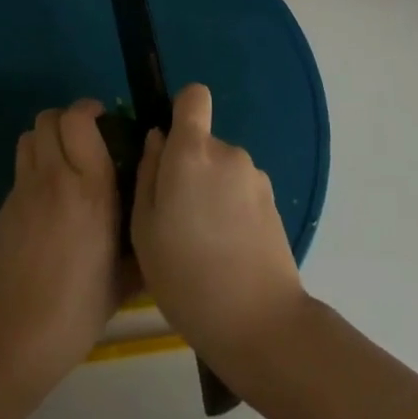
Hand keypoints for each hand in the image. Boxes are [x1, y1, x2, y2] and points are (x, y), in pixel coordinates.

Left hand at [0, 100, 127, 383]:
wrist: (13, 334)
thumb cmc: (77, 309)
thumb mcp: (124, 279)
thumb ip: (141, 245)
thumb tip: (155, 229)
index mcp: (92, 188)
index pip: (79, 120)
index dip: (89, 110)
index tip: (104, 121)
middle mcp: (56, 177)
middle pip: (50, 118)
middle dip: (67, 119)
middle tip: (85, 139)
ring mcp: (24, 190)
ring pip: (30, 135)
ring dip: (47, 138)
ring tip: (63, 161)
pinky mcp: (4, 206)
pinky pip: (21, 167)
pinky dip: (35, 166)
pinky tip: (47, 198)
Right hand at [131, 84, 308, 373]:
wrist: (258, 322)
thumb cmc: (186, 275)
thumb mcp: (144, 228)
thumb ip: (148, 174)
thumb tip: (158, 140)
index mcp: (192, 153)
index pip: (194, 96)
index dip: (180, 110)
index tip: (168, 145)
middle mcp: (228, 153)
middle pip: (203, 141)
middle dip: (188, 166)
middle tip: (174, 216)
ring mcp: (255, 178)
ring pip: (221, 169)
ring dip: (209, 190)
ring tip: (199, 240)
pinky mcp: (273, 203)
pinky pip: (240, 190)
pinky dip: (229, 208)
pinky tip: (224, 250)